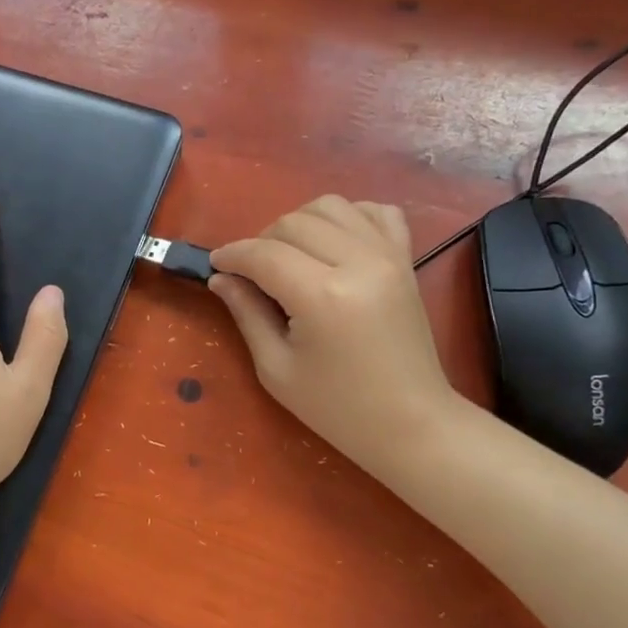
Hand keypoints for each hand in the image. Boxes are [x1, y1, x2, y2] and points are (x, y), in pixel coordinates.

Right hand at [209, 195, 459, 480]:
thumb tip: (221, 278)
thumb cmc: (337, 407)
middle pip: (293, 222)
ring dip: (299, 222)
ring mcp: (388, 255)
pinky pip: (375, 211)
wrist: (411, 422)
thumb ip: (247, 314)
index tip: (216, 265)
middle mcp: (358, 262)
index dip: (232, 255)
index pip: (264, 254)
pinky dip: (347, 216)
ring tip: (290, 256)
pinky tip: (333, 242)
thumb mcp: (277, 369)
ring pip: (330, 206)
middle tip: (252, 274)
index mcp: (322, 296)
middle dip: (261, 240)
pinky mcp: (405, 258)